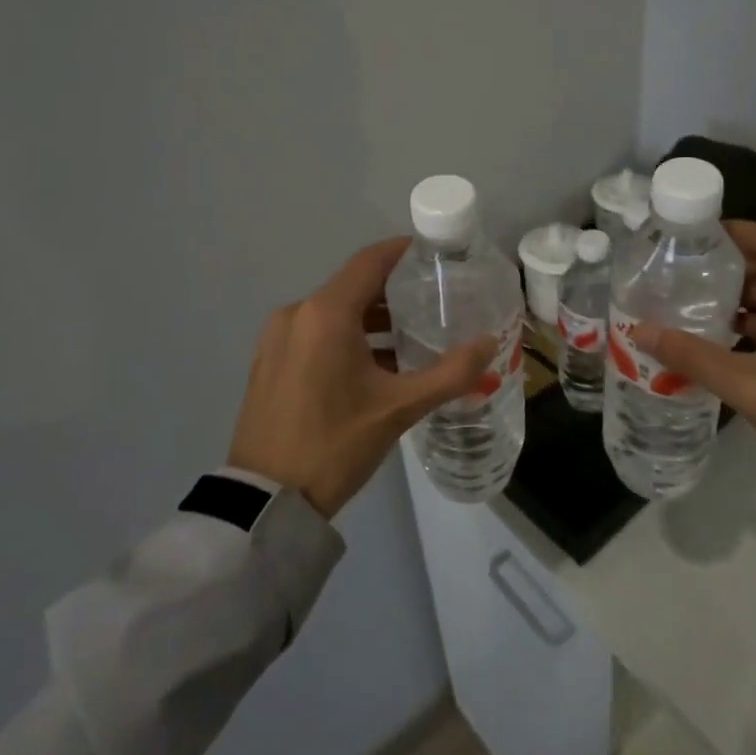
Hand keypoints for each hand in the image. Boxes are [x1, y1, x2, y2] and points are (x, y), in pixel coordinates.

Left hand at [228, 238, 499, 518]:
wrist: (265, 502)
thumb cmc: (335, 444)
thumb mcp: (399, 409)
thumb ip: (450, 373)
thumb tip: (490, 343)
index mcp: (326, 314)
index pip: (371, 261)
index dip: (403, 252)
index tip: (435, 255)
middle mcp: (297, 314)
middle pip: (354, 286)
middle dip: (394, 292)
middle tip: (435, 302)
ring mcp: (277, 338)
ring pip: (334, 312)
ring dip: (372, 320)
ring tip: (412, 339)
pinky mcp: (269, 362)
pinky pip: (315, 333)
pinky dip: (346, 338)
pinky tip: (375, 366)